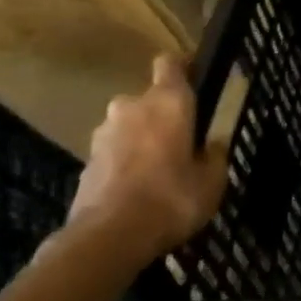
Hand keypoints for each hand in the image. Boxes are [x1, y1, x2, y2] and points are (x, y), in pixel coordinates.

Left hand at [63, 56, 227, 267]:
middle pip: (150, 98)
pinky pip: (114, 152)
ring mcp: (103, 134)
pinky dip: (125, 162)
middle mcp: (132, 107)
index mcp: (168, 102)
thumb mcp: (212, 180)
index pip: (170, 63)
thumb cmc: (172, 199)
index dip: (183, 68)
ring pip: (129, 125)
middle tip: (183, 142)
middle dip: (164, 115)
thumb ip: (214, 154)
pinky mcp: (86, 161)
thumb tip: (211, 144)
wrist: (108, 238)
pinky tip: (138, 190)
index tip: (196, 81)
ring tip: (159, 171)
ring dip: (142, 139)